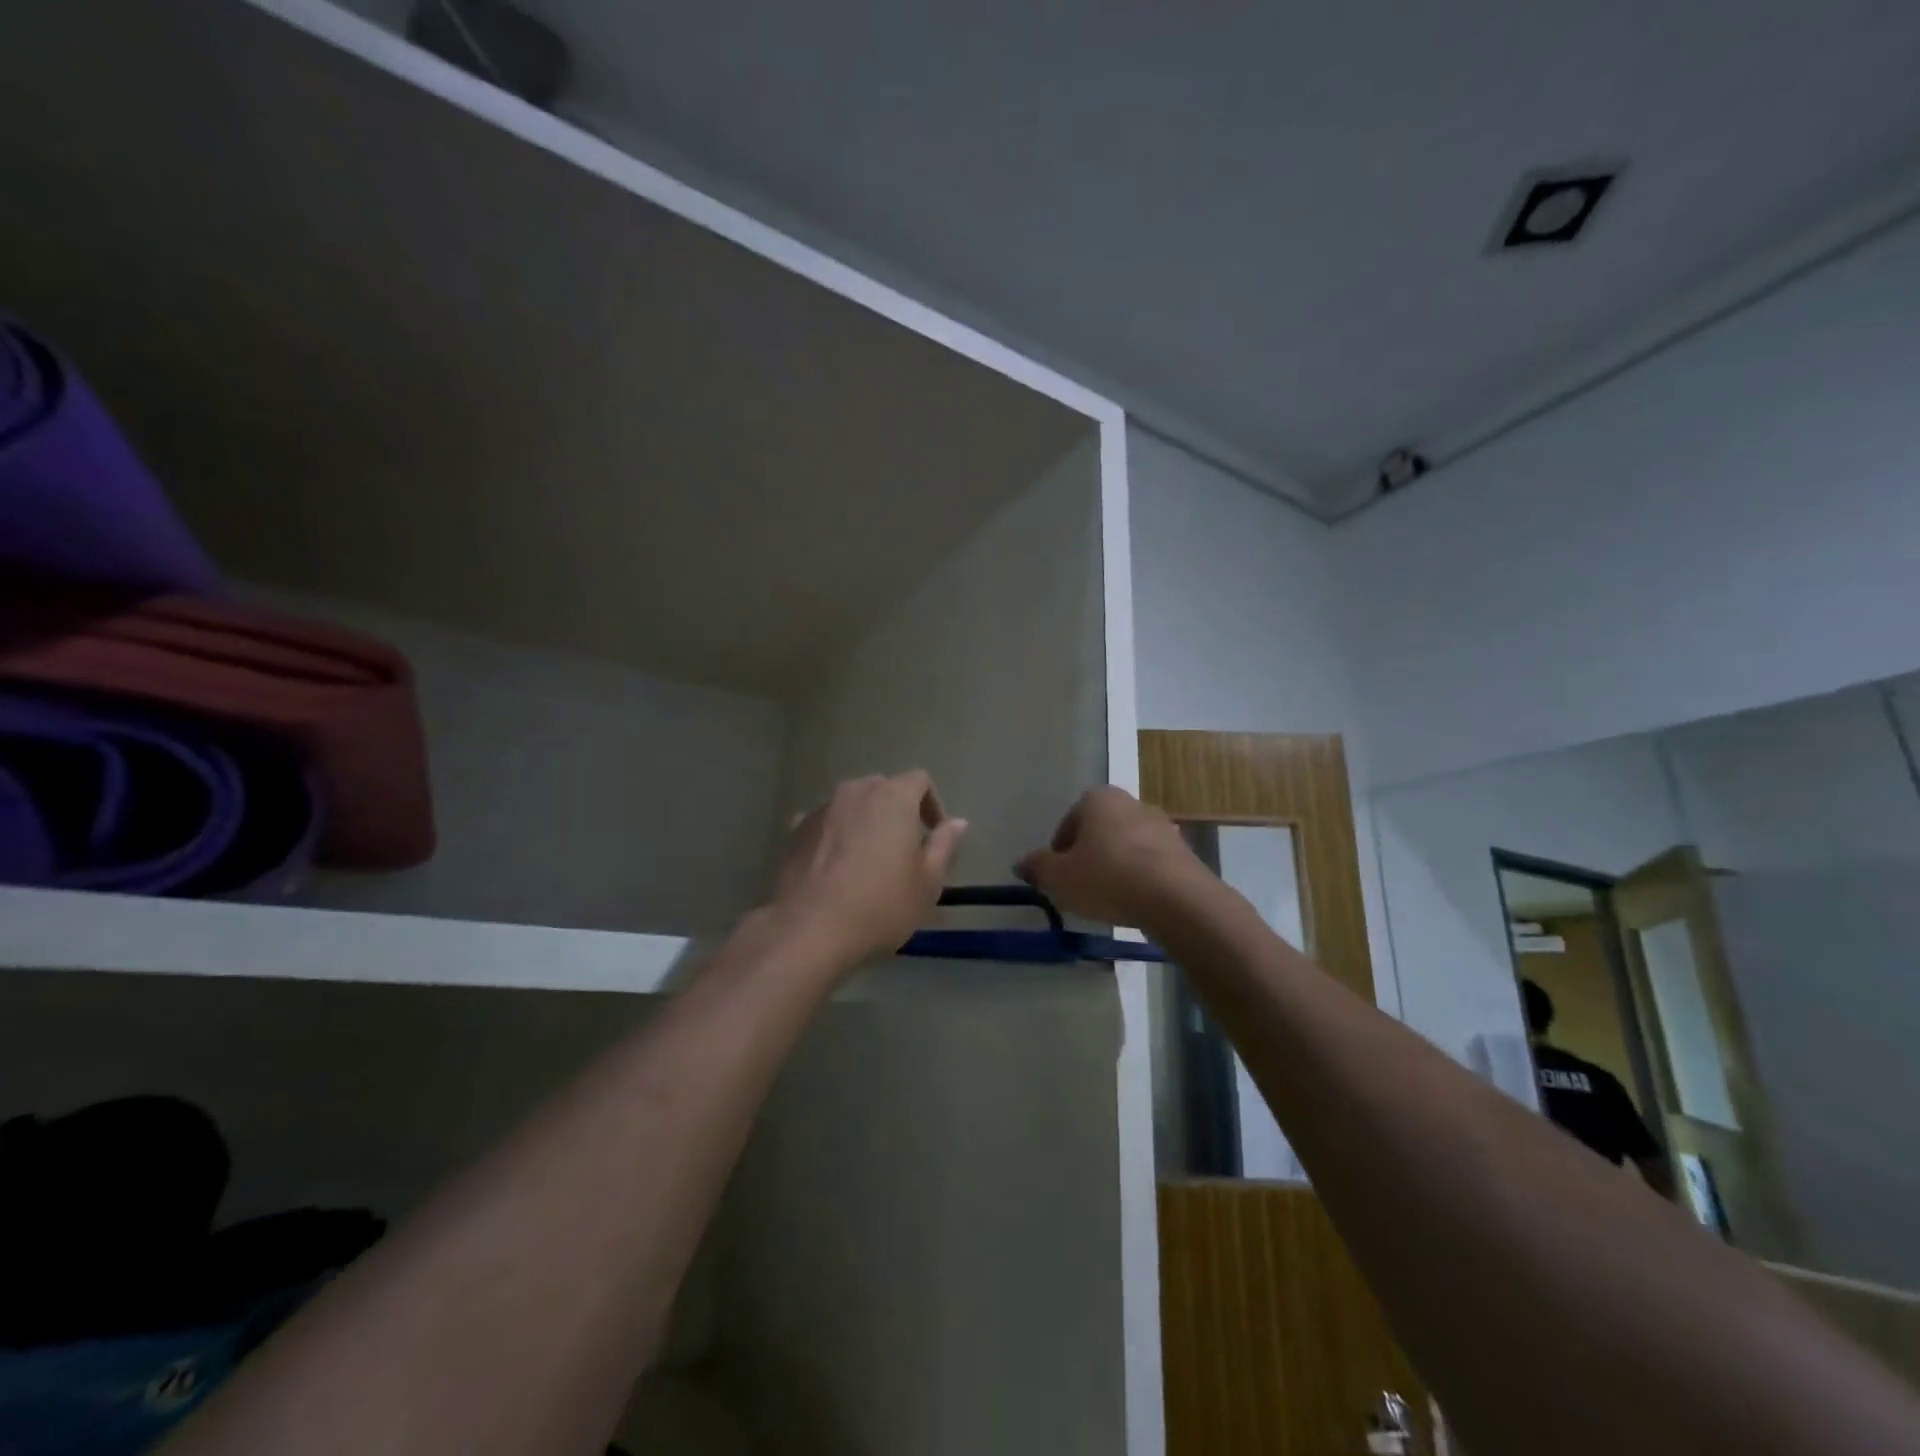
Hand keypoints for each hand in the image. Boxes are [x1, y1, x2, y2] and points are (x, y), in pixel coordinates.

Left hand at [772, 772, 967, 970]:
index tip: (935, 837)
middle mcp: (855, 792)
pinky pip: (826, 824)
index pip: (920, 781)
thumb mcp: (928, 882)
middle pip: (884, 789)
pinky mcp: (795, 831)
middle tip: (904, 850)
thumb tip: (957, 823)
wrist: (809, 929)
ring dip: (865, 823)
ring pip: (852, 805)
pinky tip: (836, 868)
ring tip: (869, 861)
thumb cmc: (880, 904)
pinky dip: (836, 836)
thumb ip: (944, 845)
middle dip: (898, 812)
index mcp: (892, 797)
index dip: (933, 805)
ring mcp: (821, 810)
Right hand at [1015, 786, 1202, 926]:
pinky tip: (1135, 902)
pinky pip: (1150, 862)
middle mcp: (1131, 802)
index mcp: (1098, 799)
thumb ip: (1038, 867)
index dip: (1059, 850)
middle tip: (1080, 886)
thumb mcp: (1060, 877)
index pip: (1069, 821)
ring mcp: (1162, 825)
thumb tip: (1022, 863)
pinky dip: (1139, 877)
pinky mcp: (1184, 850)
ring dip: (1115, 866)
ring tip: (1108, 898)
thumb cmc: (1108, 878)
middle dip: (1089, 855)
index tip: (1058, 876)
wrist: (1176, 899)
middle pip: (1099, 831)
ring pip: (1126, 846)